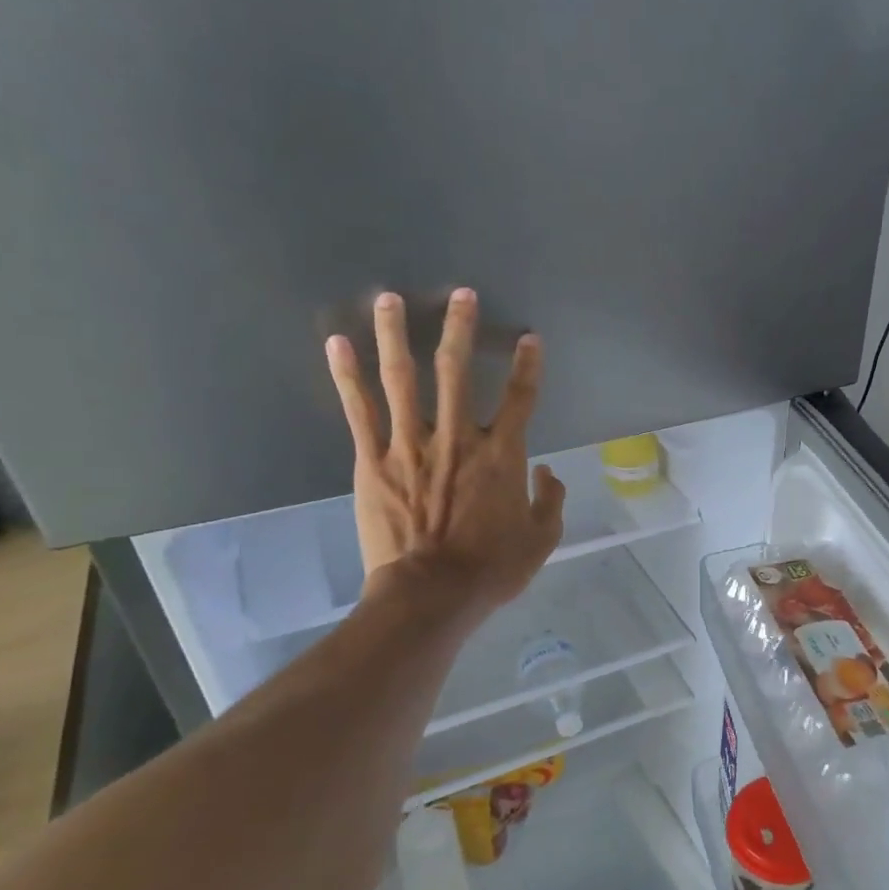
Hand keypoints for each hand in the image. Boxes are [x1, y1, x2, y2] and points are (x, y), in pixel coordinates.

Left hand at [326, 289, 564, 607]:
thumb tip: (549, 473)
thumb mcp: (541, 541)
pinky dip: (347, 376)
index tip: (529, 337)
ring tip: (388, 298)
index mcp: (502, 456)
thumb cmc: (491, 570)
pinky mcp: (373, 461)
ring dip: (395, 335)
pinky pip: (359, 411)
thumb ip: (551, 501)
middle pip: (457, 371)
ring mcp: (411, 445)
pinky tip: (337, 344)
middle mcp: (458, 438)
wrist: (431, 595)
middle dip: (459, 328)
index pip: (522, 398)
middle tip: (459, 294)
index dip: (528, 365)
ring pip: (402, 379)